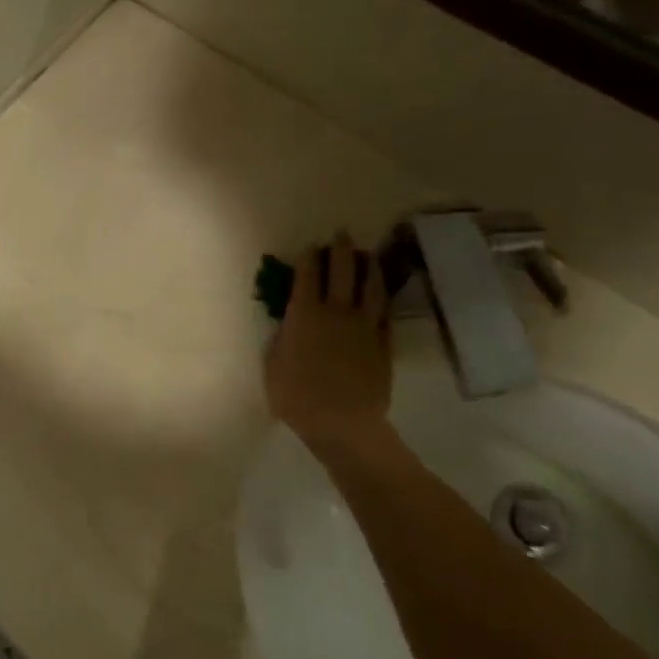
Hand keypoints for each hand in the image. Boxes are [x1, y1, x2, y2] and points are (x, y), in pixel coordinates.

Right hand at [265, 234, 391, 447]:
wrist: (343, 423)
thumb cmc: (297, 397)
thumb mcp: (274, 365)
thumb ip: (282, 338)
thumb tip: (289, 324)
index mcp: (304, 315)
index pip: (307, 276)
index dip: (308, 258)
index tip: (310, 247)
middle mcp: (336, 312)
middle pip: (342, 272)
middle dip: (340, 250)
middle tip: (342, 235)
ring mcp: (364, 326)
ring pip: (370, 287)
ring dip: (368, 267)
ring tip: (367, 256)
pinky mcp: (383, 342)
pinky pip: (384, 312)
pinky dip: (381, 298)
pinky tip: (380, 293)